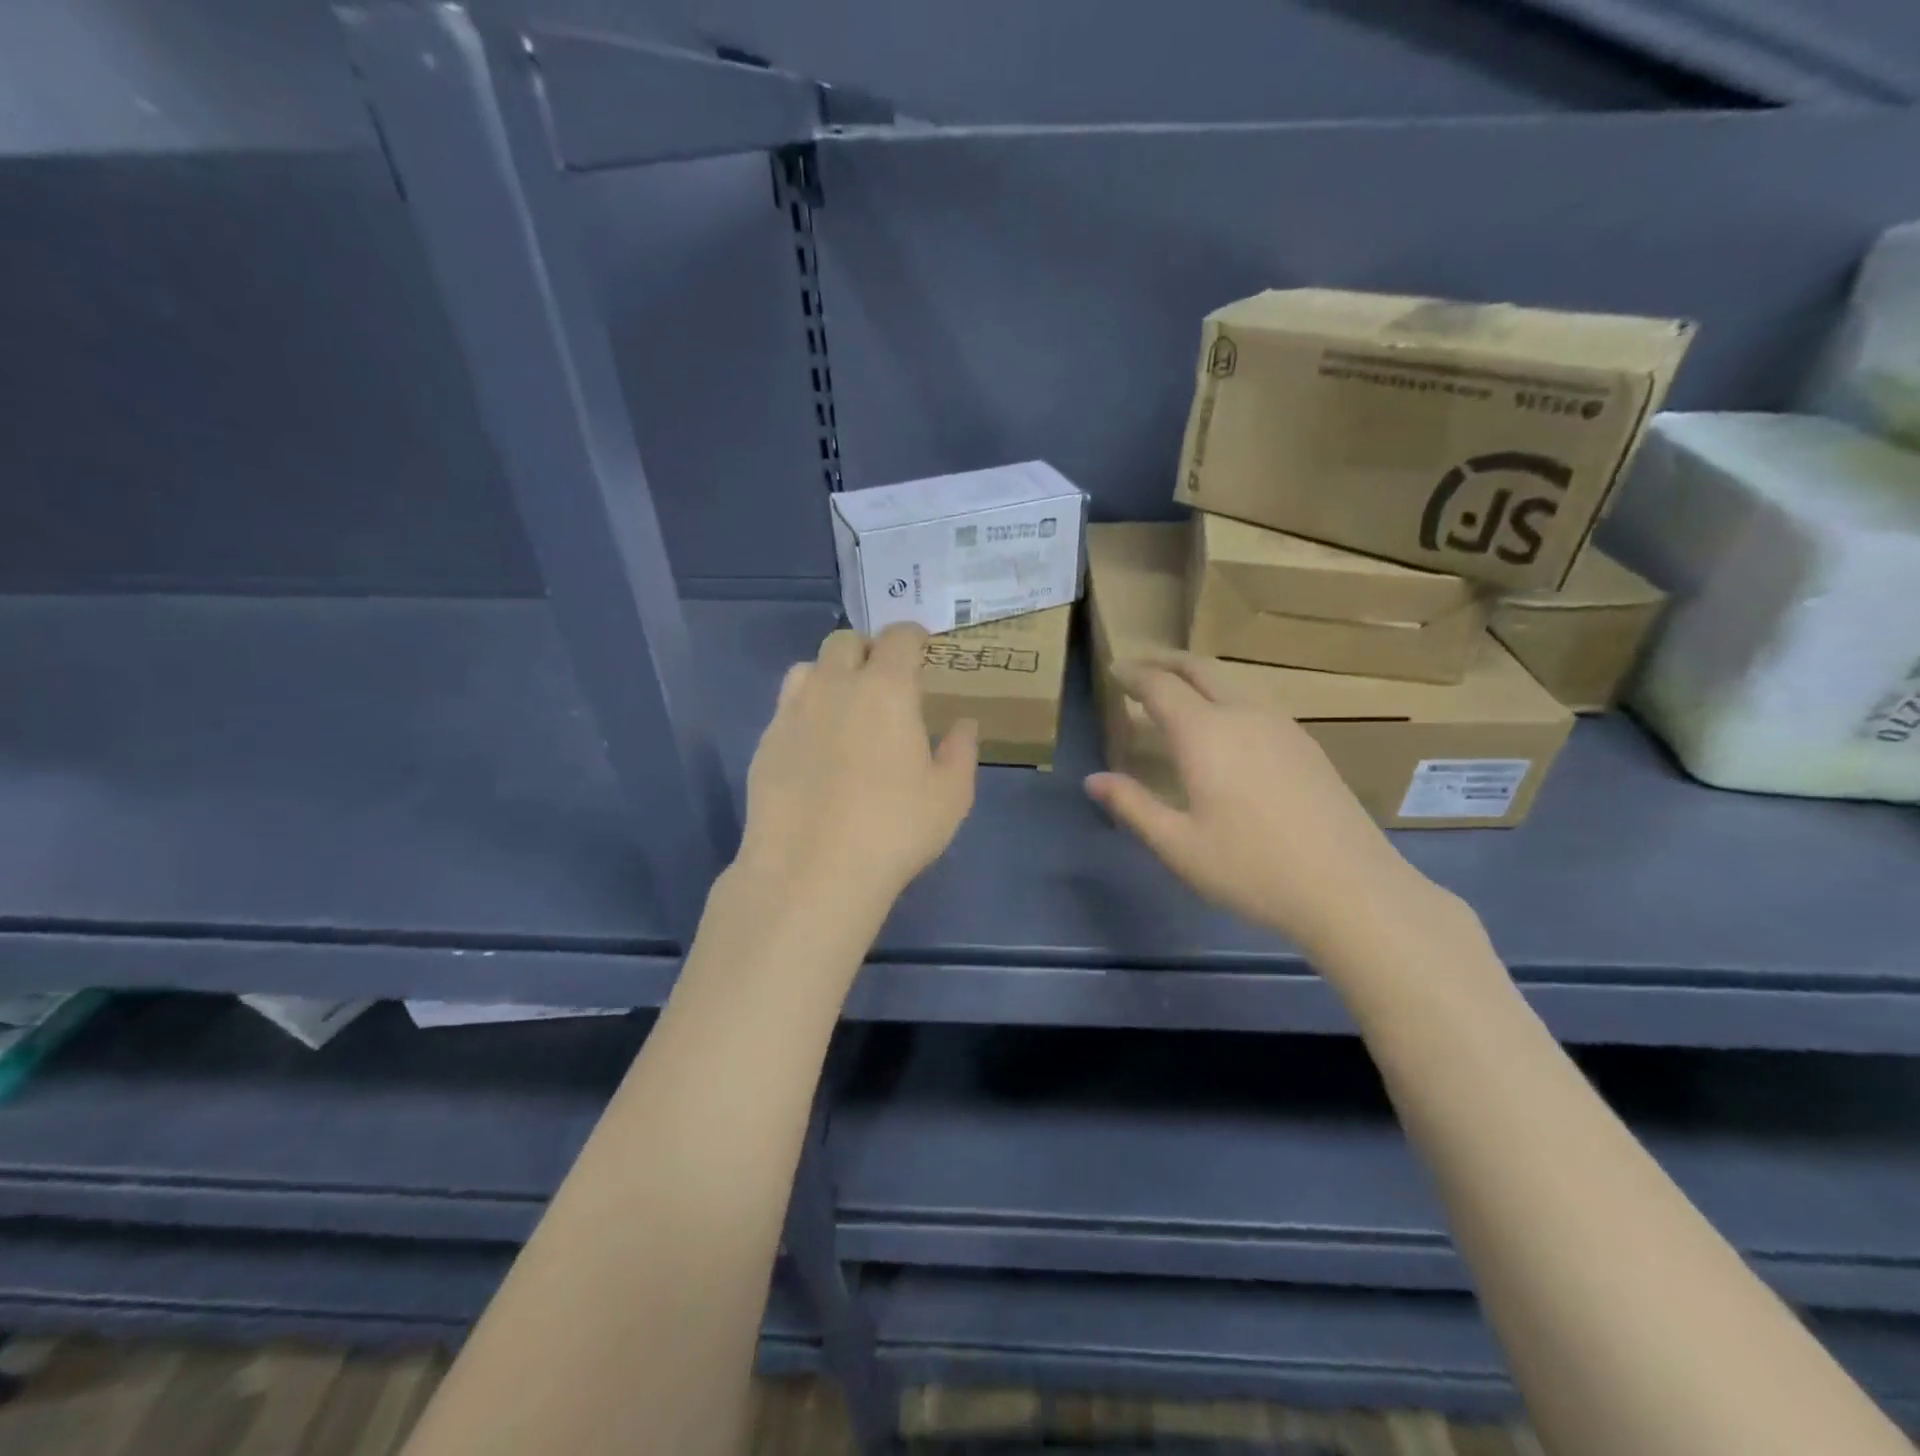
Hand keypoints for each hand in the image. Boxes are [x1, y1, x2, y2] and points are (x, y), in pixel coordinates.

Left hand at [735, 623, 977, 917]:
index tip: (922, 651)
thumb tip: (963, 724)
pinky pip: (787, 708)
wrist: (810, 872)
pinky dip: (806, 712)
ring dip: (831, 675)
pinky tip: (816, 749)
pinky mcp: (766, 743)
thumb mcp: (949, 796)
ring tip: (845, 708)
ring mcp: (792, 712)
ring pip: (808, 668)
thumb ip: (960, 751)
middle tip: (885, 682)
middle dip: (868, 651)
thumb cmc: (893, 830)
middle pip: (845, 641)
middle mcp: (834, 685)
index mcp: (885, 688)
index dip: (913, 637)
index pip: (899, 637)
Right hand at [1084, 657, 1440, 957]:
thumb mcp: (1178, 845)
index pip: (1160, 686)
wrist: (1350, 889)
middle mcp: (1244, 715)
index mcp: (1205, 733)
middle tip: (1140, 668)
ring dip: (1198, 679)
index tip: (1114, 671)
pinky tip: (1224, 730)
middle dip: (1166, 662)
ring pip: (1232, 684)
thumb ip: (1132, 806)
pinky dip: (1224, 699)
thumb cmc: (1251, 868)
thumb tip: (1093, 781)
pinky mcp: (1306, 745)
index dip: (1133, 675)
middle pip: (1200, 669)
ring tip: (1177, 696)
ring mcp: (1282, 727)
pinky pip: (1254, 704)